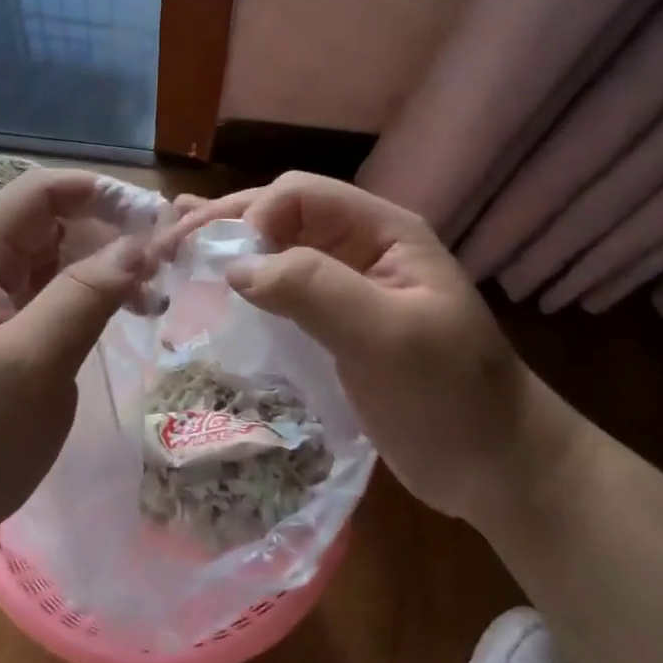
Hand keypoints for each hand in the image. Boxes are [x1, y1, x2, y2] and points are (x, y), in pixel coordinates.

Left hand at [0, 169, 157, 591]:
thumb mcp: (31, 363)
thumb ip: (85, 296)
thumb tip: (143, 244)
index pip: (37, 194)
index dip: (95, 191)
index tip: (153, 216)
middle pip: (53, 224)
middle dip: (111, 230)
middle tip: (169, 260)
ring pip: (61, 263)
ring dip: (109, 267)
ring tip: (158, 294)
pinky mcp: (12, 343)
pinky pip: (59, 301)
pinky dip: (97, 300)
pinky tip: (131, 315)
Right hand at [167, 174, 590, 523]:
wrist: (495, 467)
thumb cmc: (451, 397)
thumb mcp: (388, 337)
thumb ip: (315, 290)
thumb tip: (234, 266)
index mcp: (384, 232)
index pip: (302, 195)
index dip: (254, 216)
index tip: (219, 263)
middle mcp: (361, 247)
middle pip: (282, 214)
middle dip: (225, 224)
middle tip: (167, 246)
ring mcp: (347, 285)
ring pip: (276, 249)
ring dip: (227, 249)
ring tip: (172, 254)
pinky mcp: (334, 323)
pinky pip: (281, 290)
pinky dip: (244, 285)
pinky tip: (210, 290)